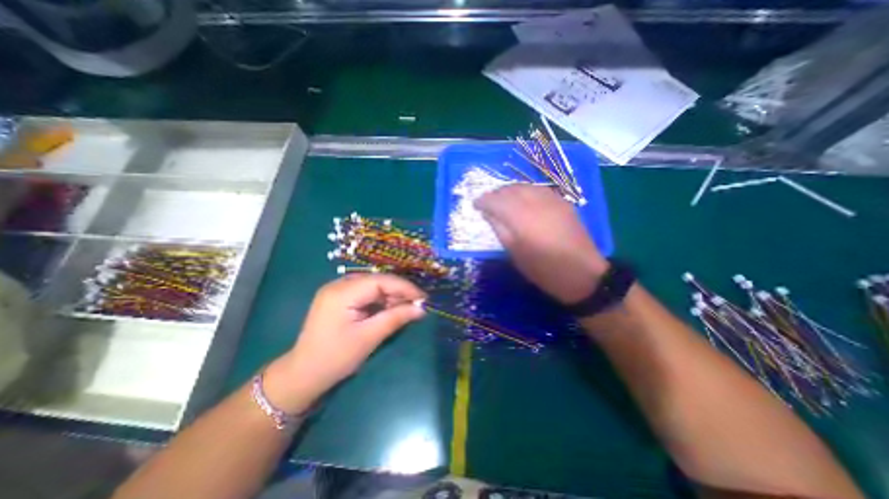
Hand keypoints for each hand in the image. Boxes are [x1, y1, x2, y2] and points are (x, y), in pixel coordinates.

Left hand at [261, 274, 423, 412]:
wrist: (303, 375)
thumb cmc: (335, 358)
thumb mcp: (369, 338)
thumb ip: (396, 318)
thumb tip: (422, 308)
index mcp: (341, 293)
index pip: (380, 281)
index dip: (404, 287)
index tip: (423, 297)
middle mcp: (338, 285)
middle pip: (377, 281)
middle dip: (398, 291)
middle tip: (416, 304)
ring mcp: (337, 291)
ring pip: (372, 286)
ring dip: (390, 296)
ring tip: (405, 308)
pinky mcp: (339, 298)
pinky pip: (365, 293)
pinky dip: (380, 300)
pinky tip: (389, 309)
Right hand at [476, 182, 608, 303]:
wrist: (582, 273)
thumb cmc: (542, 268)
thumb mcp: (514, 253)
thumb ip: (499, 229)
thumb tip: (488, 213)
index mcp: (521, 218)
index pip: (496, 200)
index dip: (483, 200)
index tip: (475, 205)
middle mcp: (535, 203)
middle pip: (510, 189)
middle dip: (495, 194)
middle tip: (487, 203)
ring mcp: (551, 200)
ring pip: (524, 186)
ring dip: (510, 191)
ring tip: (503, 200)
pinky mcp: (562, 202)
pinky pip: (538, 189)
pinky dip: (525, 191)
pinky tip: (523, 200)